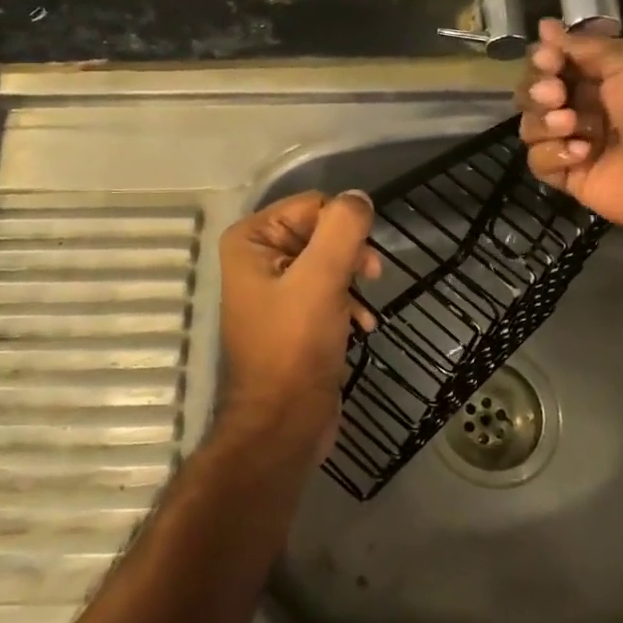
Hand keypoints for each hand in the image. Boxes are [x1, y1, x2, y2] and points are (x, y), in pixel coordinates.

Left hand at [217, 191, 380, 466]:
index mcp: (251, 239)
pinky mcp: (292, 316)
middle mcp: (257, 256)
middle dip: (350, 255)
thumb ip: (342, 229)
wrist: (284, 424)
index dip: (343, 228)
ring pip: (329, 261)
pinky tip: (363, 325)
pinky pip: (327, 290)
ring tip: (365, 308)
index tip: (364, 259)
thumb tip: (359, 197)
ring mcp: (274, 288)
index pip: (312, 205)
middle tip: (371, 278)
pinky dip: (347, 303)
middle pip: (321, 231)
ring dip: (353, 281)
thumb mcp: (322, 279)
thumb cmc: (295, 347)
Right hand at [517, 17, 622, 238]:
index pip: (552, 64)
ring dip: (544, 121)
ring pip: (531, 126)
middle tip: (556, 94)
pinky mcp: (571, 176)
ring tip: (571, 124)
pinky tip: (581, 154)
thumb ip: (581, 46)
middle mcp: (585, 107)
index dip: (543, 60)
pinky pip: (538, 161)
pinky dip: (552, 154)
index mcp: (601, 77)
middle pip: (534, 94)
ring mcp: (576, 143)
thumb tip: (544, 26)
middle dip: (538, 90)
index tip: (549, 60)